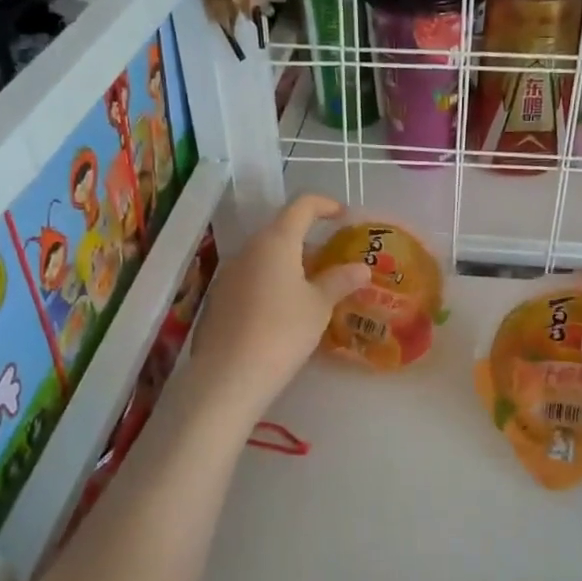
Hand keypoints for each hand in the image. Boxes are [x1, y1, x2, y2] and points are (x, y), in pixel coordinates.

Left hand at [185, 195, 367, 424]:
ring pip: (266, 256)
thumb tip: (361, 268)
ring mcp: (230, 273)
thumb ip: (340, 281)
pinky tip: (286, 309)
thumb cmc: (283, 331)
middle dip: (310, 239)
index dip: (325, 205)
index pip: (302, 206)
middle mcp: (249, 249)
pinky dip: (273, 281)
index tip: (344, 215)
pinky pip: (253, 277)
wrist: (229, 375)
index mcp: (276, 241)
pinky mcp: (220, 297)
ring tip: (314, 286)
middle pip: (282, 231)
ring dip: (291, 262)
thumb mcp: (318, 306)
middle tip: (335, 259)